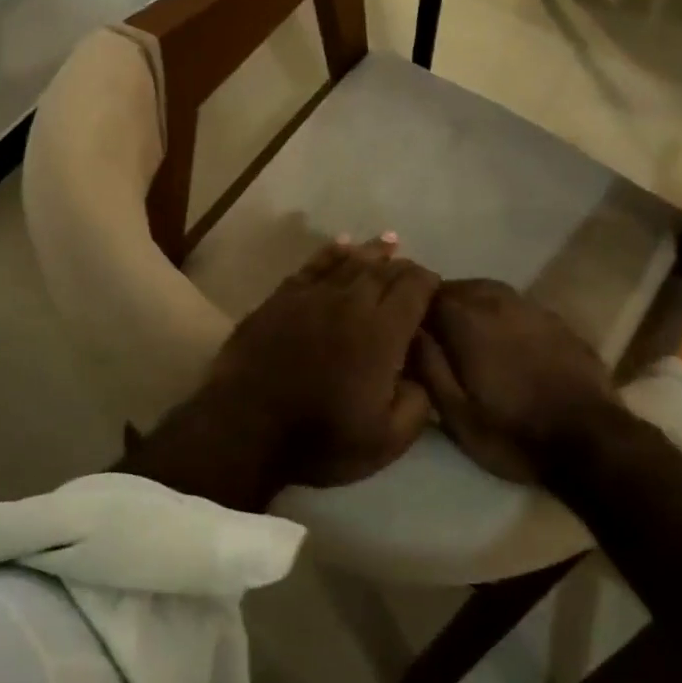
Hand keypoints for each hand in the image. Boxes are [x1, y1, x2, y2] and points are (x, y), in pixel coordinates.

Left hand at [122, 237, 440, 509]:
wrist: (245, 425)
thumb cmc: (320, 437)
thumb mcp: (386, 441)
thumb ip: (417, 404)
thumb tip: (423, 376)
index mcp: (381, 332)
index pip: (413, 290)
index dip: (428, 283)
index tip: (435, 287)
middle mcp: (351, 302)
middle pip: (384, 271)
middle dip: (404, 267)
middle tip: (414, 270)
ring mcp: (313, 295)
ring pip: (351, 261)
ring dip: (374, 251)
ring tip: (390, 242)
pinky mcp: (283, 296)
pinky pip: (314, 264)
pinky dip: (332, 251)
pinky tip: (342, 243)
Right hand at [416, 278, 617, 483]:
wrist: (592, 441)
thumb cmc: (514, 432)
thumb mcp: (456, 414)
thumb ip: (427, 366)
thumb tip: (409, 329)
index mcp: (466, 320)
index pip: (426, 293)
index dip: (413, 307)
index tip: (406, 326)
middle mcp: (496, 301)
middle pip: (457, 287)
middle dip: (441, 304)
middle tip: (434, 332)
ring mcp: (530, 307)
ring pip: (488, 291)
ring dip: (471, 305)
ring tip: (467, 333)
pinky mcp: (556, 320)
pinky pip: (516, 305)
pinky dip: (501, 314)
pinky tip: (505, 340)